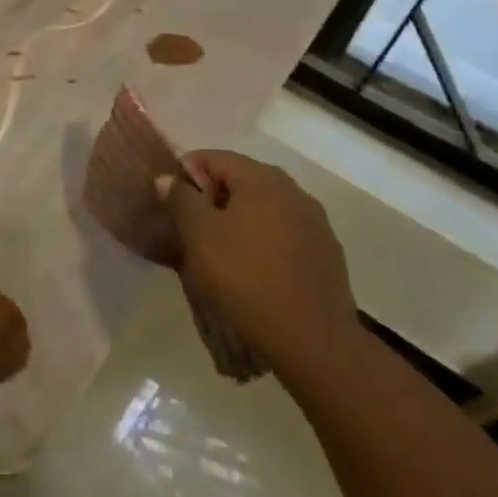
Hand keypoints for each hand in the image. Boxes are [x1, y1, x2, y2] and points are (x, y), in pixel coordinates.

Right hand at [159, 150, 359, 372]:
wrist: (312, 339)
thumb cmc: (245, 276)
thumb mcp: (199, 234)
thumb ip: (181, 199)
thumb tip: (170, 179)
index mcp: (262, 178)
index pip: (214, 157)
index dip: (187, 173)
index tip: (171, 203)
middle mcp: (294, 191)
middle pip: (242, 180)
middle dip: (213, 197)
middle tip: (191, 228)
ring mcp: (316, 223)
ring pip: (265, 208)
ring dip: (239, 220)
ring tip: (220, 252)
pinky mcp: (327, 254)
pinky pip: (284, 234)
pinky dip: (263, 241)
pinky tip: (253, 270)